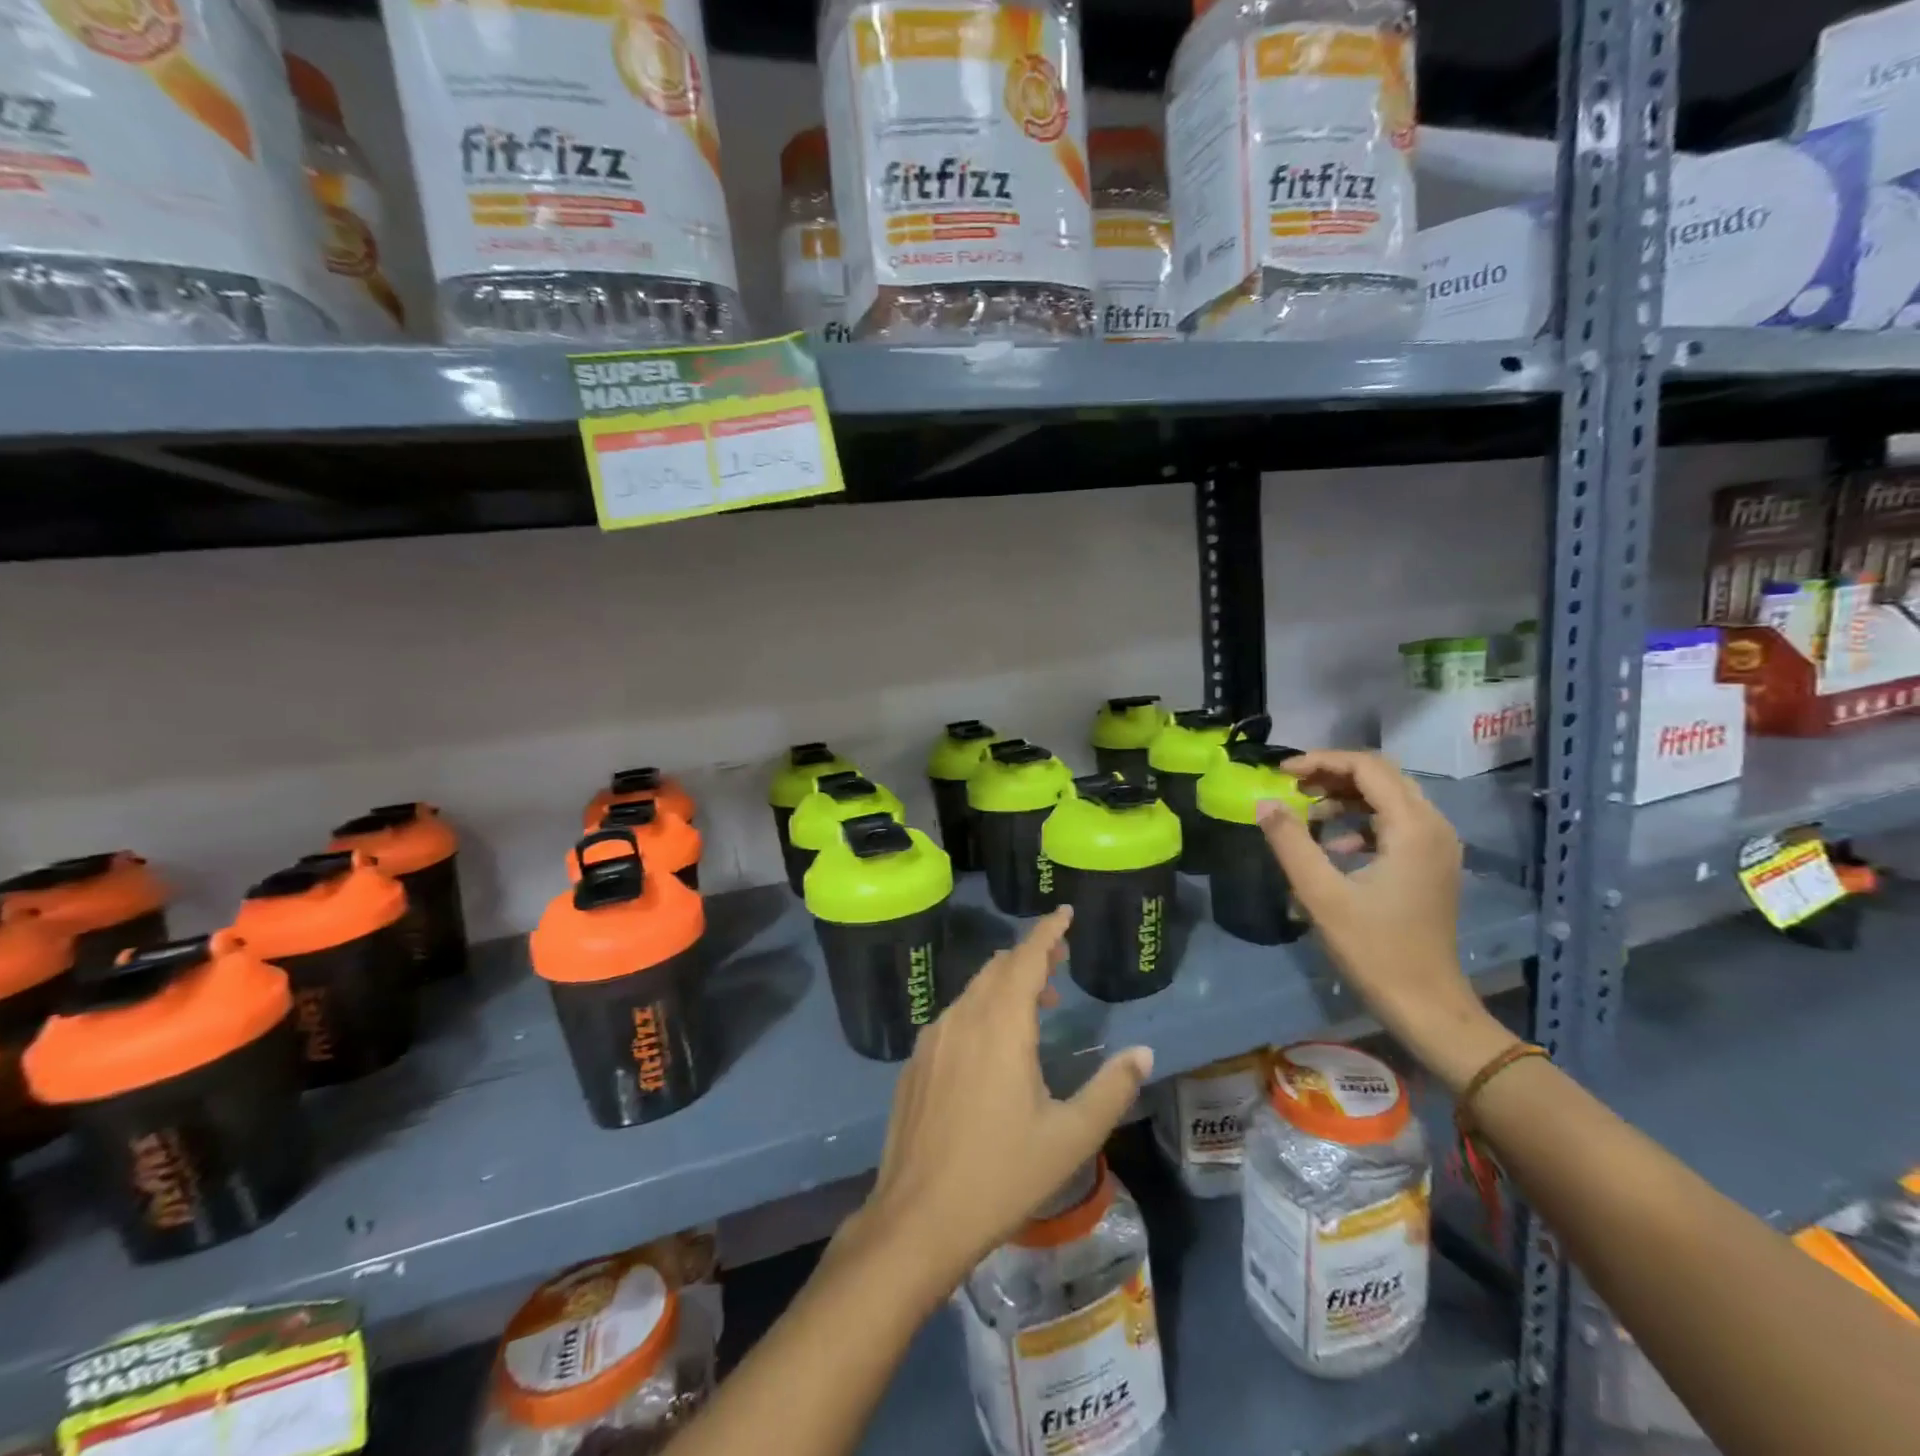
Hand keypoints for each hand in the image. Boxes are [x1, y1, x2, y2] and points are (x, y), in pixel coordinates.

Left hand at [838, 907, 1153, 1305]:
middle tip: (1059, 964)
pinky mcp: (915, 1063)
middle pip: (998, 968)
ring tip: (1036, 1007)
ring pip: (973, 992)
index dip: (1047, 931)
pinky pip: (954, 1017)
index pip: (1026, 957)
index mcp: (1000, 1025)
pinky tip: (992, 1048)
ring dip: (1006, 986)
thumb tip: (1144, 1053)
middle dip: (1030, 957)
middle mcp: (962, 1018)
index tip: (1064, 913)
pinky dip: (981, 1011)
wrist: (917, 1218)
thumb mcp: (1071, 1137)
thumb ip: (1112, 1088)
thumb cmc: (1001, 1174)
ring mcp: (932, 1039)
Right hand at [1260, 750, 1515, 1092]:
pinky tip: (1332, 845)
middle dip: (1332, 774)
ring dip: (1345, 796)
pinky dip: (1360, 821)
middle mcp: (1434, 826)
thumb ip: (1290, 842)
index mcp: (1413, 827)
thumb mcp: (1321, 894)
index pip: (1367, 767)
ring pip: (1388, 798)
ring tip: (1305, 812)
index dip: (1321, 761)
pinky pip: (1394, 823)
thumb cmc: (1374, 949)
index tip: (1281, 773)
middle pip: (1381, 776)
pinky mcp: (1431, 864)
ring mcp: (1437, 846)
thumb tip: (1263, 802)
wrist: (1426, 1005)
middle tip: (1290, 786)